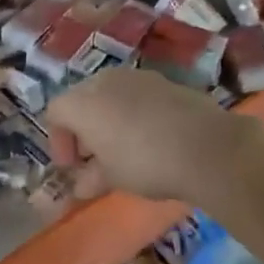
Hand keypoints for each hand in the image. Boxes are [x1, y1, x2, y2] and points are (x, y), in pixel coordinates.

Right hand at [45, 69, 261, 205]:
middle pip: (82, 99)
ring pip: (111, 94)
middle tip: (96, 157)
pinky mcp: (166, 81)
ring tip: (125, 148)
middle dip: (84, 128)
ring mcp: (138, 77)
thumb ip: (91, 178)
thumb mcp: (112, 178)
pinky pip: (139, 95)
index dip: (59, 141)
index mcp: (83, 103)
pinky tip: (153, 138)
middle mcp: (105, 81)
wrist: (208, 147)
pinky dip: (136, 112)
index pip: (55, 112)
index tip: (73, 167)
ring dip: (110, 118)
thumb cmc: (146, 163)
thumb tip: (81, 185)